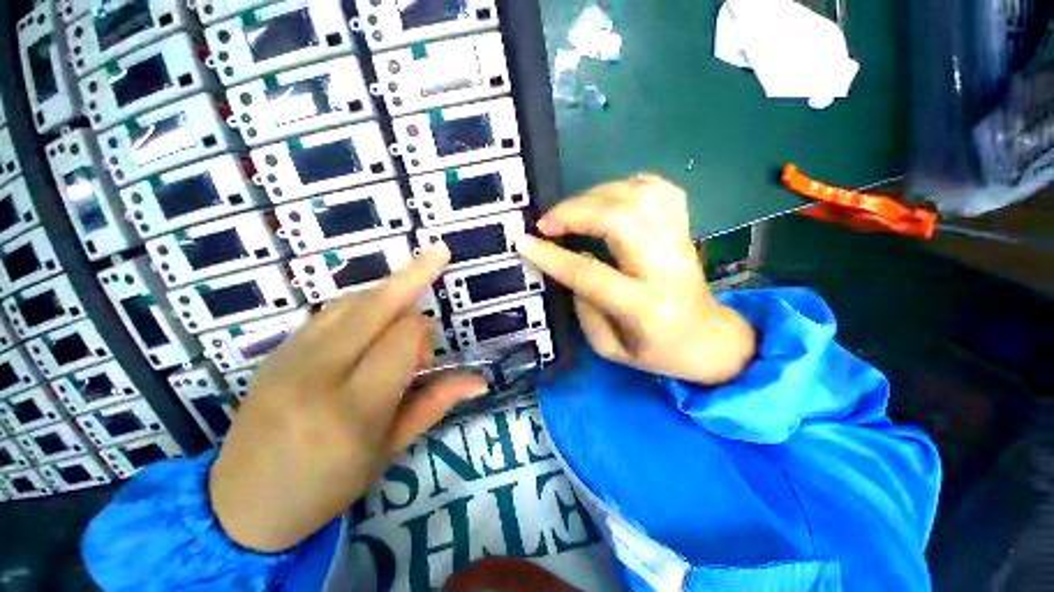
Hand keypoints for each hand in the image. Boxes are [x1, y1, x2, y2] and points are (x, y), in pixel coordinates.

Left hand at [209, 245, 485, 552]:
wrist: (241, 506)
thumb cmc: (327, 486)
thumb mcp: (389, 450)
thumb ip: (435, 403)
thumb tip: (479, 381)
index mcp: (354, 407)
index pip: (406, 337)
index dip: (427, 334)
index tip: (429, 353)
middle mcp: (319, 372)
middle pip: (377, 303)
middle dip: (415, 274)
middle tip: (439, 253)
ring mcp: (289, 357)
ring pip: (352, 301)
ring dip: (387, 293)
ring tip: (404, 304)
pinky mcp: (275, 351)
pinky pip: (329, 312)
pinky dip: (360, 306)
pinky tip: (371, 321)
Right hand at [516, 175, 754, 384]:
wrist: (709, 339)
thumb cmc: (657, 353)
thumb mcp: (611, 350)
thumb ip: (585, 310)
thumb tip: (569, 269)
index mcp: (644, 307)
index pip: (590, 273)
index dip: (551, 256)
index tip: (524, 241)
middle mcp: (664, 267)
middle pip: (619, 219)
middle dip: (574, 212)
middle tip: (547, 222)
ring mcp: (680, 242)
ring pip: (639, 196)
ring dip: (596, 195)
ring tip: (573, 211)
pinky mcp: (685, 229)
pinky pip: (660, 189)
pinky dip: (628, 185)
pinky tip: (609, 199)